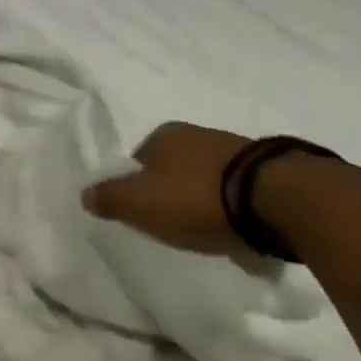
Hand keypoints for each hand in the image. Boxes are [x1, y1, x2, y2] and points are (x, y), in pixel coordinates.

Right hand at [81, 122, 253, 254]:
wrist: (275, 200)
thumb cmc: (195, 198)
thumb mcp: (138, 202)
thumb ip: (109, 198)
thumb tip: (85, 194)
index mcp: (163, 134)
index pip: (138, 159)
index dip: (135, 185)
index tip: (141, 212)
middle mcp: (197, 133)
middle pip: (172, 166)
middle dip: (171, 191)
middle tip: (171, 222)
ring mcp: (235, 149)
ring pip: (206, 176)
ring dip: (203, 198)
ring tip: (205, 227)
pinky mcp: (267, 170)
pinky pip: (236, 190)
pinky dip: (231, 205)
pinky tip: (234, 225)